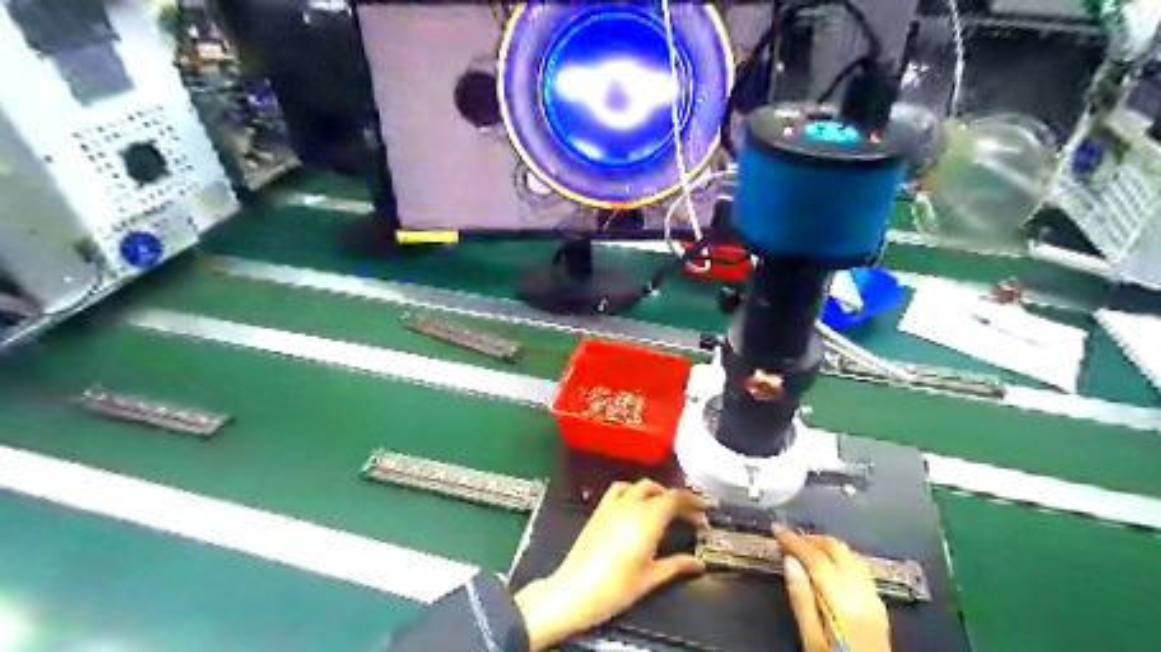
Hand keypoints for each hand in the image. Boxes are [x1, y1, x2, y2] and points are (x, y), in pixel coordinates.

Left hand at [515, 479, 707, 651]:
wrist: (576, 589)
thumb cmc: (617, 586)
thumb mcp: (651, 577)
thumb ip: (677, 565)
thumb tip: (698, 564)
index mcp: (648, 518)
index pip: (676, 499)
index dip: (693, 502)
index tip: (705, 511)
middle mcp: (632, 504)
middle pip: (660, 490)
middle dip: (677, 499)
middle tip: (690, 514)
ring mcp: (613, 505)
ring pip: (639, 486)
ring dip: (656, 491)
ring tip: (665, 506)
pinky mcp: (599, 510)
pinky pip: (619, 489)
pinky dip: (632, 490)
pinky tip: (635, 503)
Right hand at [773, 525, 889, 651]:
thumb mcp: (811, 640)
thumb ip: (801, 600)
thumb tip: (789, 561)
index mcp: (843, 603)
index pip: (817, 559)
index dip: (795, 540)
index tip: (777, 529)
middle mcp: (863, 595)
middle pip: (838, 551)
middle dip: (812, 538)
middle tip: (790, 537)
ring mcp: (875, 600)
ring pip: (852, 556)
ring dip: (828, 546)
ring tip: (806, 546)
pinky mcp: (880, 608)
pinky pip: (861, 570)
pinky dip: (842, 558)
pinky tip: (831, 564)